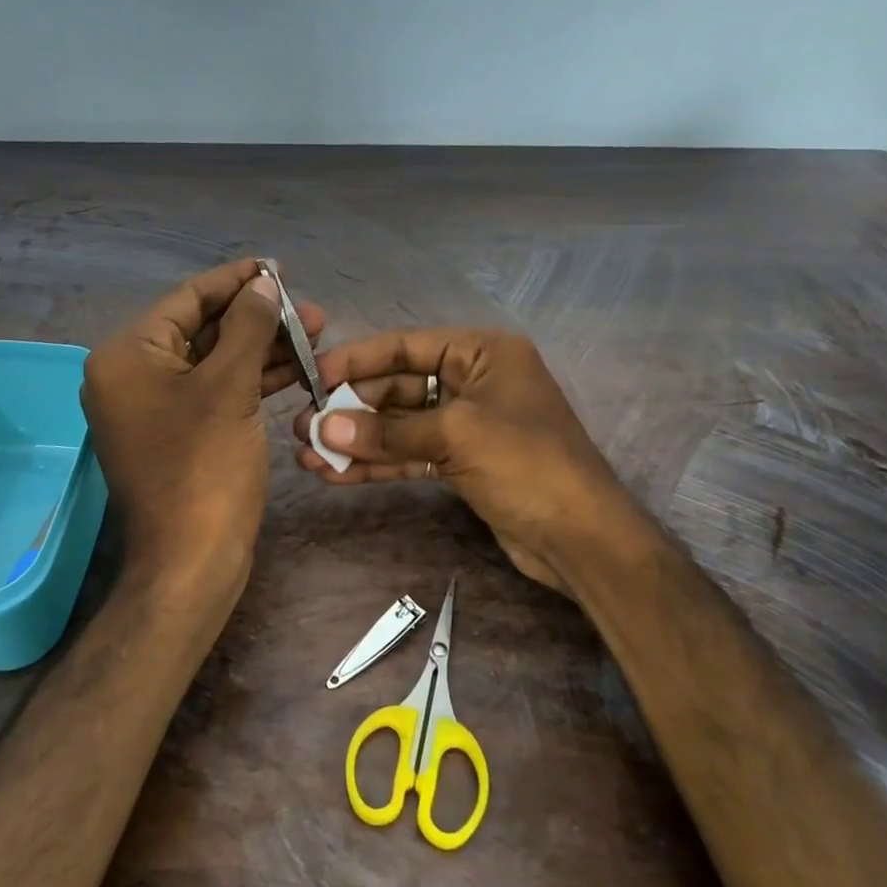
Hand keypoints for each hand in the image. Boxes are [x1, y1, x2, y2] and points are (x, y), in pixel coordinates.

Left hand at [82, 260, 325, 597]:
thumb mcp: (230, 387)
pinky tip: (294, 369)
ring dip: (260, 349)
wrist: (192, 561)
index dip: (236, 281)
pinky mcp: (176, 434)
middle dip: (256, 318)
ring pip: (212, 363)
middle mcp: (130, 376)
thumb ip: (248, 326)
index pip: (187, 299)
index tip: (277, 268)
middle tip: (309, 310)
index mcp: (127, 355)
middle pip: (201, 330)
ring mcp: (152, 408)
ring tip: (315, 335)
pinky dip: (250, 380)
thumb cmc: (206, 468)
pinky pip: (213, 393)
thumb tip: (264, 284)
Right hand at [291, 328, 655, 595]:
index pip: (408, 346)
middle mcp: (474, 381)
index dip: (358, 360)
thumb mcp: (457, 436)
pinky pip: (411, 455)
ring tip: (309, 456)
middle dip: (352, 409)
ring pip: (401, 426)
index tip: (313, 375)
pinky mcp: (463, 463)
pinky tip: (337, 475)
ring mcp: (468, 425)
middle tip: (303, 427)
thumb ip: (388, 431)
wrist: (582, 540)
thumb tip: (323, 427)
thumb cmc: (527, 465)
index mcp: (483, 353)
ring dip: (358, 441)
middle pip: (400, 388)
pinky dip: (378, 464)